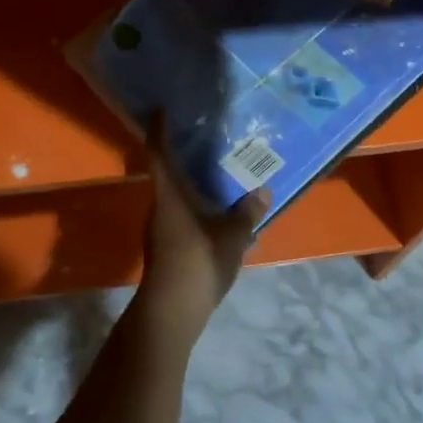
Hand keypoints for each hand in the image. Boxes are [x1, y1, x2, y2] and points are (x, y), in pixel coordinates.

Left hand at [136, 126, 269, 341]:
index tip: (163, 109)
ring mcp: (159, 229)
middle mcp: (159, 207)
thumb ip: (246, 213)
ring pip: (174, 196)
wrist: (170, 313)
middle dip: (181, 154)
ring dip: (191, 183)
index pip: (159, 153)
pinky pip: (180, 214)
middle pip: (166, 172)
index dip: (159, 129)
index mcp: (169, 196)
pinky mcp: (165, 248)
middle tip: (205, 138)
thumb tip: (262, 191)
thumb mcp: (232, 237)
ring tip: (217, 173)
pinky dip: (195, 205)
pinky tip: (217, 211)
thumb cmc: (198, 263)